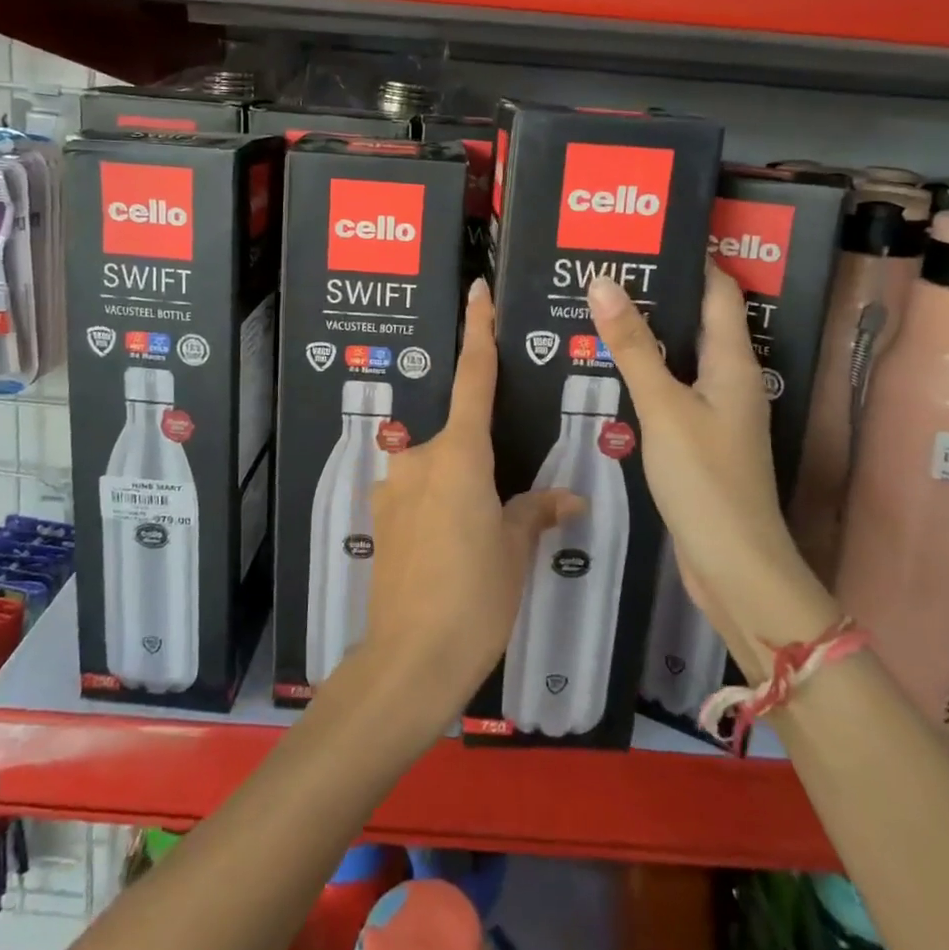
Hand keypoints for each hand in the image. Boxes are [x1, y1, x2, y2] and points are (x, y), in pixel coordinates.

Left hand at [364, 279, 581, 734]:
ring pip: (439, 472)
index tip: (478, 290)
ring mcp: (395, 488)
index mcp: (461, 456)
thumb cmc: (475, 597)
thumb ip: (535, 512)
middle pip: (460, 439)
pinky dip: (439, 512)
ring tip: (477, 547)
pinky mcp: (381, 517)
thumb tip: (567, 498)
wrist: (410, 659)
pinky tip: (450, 555)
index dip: (479, 331)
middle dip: (482, 464)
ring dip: (460, 493)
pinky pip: (419, 498)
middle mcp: (421, 459)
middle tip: (503, 512)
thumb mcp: (514, 551)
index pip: (474, 378)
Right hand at [585, 267, 836, 660]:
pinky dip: (646, 371)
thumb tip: (603, 281)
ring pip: (681, 355)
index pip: (718, 290)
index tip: (645, 234)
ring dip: (648, 333)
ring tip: (598, 309)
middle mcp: (730, 379)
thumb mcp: (664, 406)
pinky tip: (610, 370)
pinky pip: (672, 388)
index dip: (690, 258)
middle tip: (606, 268)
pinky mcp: (700, 438)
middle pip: (698, 319)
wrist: (734, 565)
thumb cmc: (704, 479)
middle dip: (659, 291)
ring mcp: (716, 411)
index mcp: (733, 362)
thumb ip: (633, 346)